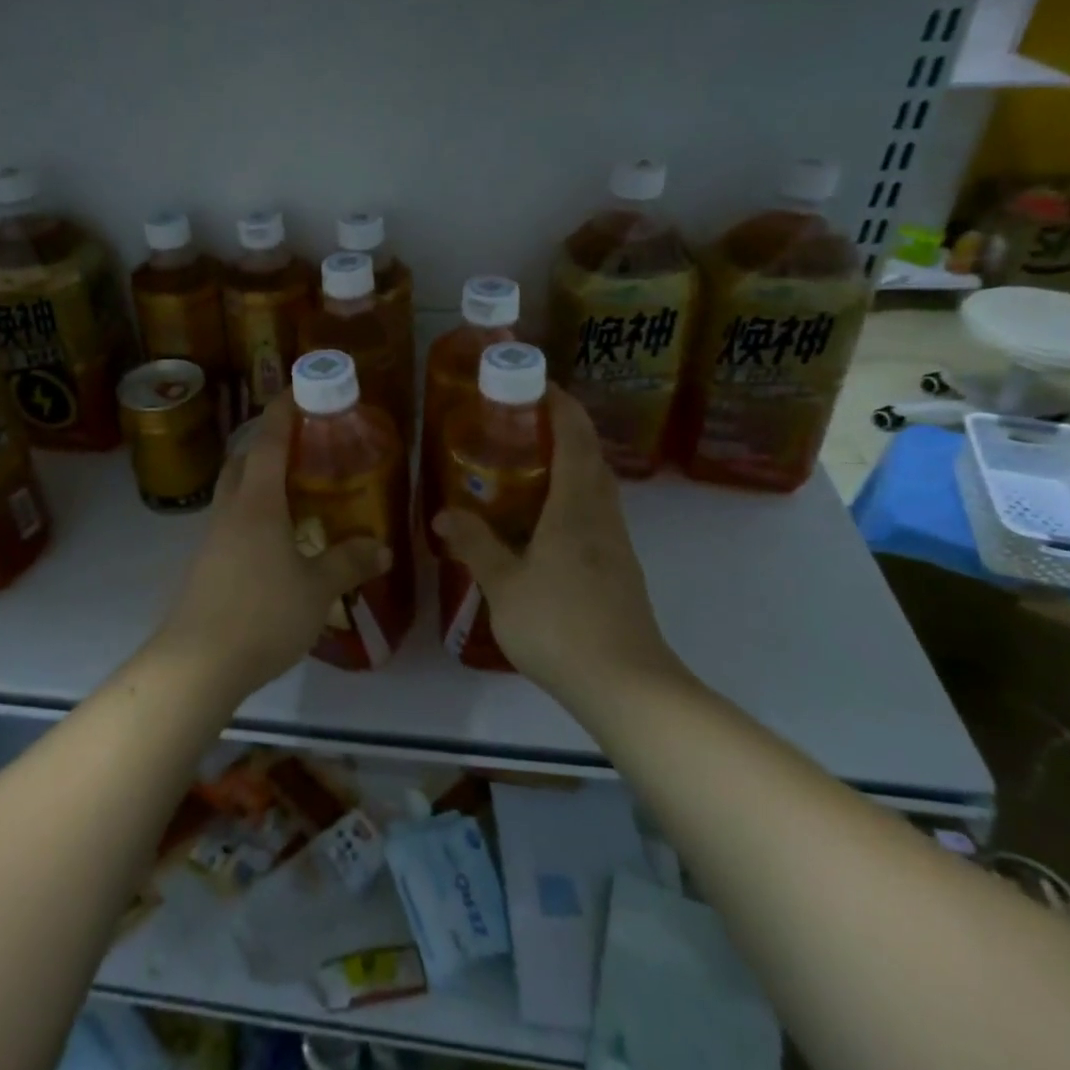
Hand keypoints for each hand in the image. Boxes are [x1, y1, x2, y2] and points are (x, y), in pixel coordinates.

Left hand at [152, 396, 390, 700]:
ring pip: (234, 490)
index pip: (269, 441)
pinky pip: (231, 520)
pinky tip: (274, 537)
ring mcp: (212, 537)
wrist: (197, 664)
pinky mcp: (205, 564)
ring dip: (257, 477)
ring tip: (292, 487)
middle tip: (301, 441)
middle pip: (243, 460)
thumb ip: (349, 563)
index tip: (297, 388)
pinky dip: (252, 511)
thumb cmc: (262, 614)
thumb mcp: (317, 589)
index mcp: (258, 502)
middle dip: (267, 442)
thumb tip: (383, 548)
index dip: (283, 412)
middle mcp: (231, 510)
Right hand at [434, 389, 688, 704]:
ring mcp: (616, 543)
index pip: (575, 437)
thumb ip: (475, 546)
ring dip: (572, 462)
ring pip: (597, 485)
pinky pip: (596, 512)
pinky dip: (574, 496)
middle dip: (565, 428)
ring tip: (530, 463)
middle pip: (591, 456)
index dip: (561, 405)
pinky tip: (546, 519)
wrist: (625, 684)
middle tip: (523, 422)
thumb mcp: (504, 585)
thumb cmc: (560, 625)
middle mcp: (602, 515)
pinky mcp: (620, 568)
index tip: (538, 384)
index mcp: (575, 506)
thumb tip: (444, 514)